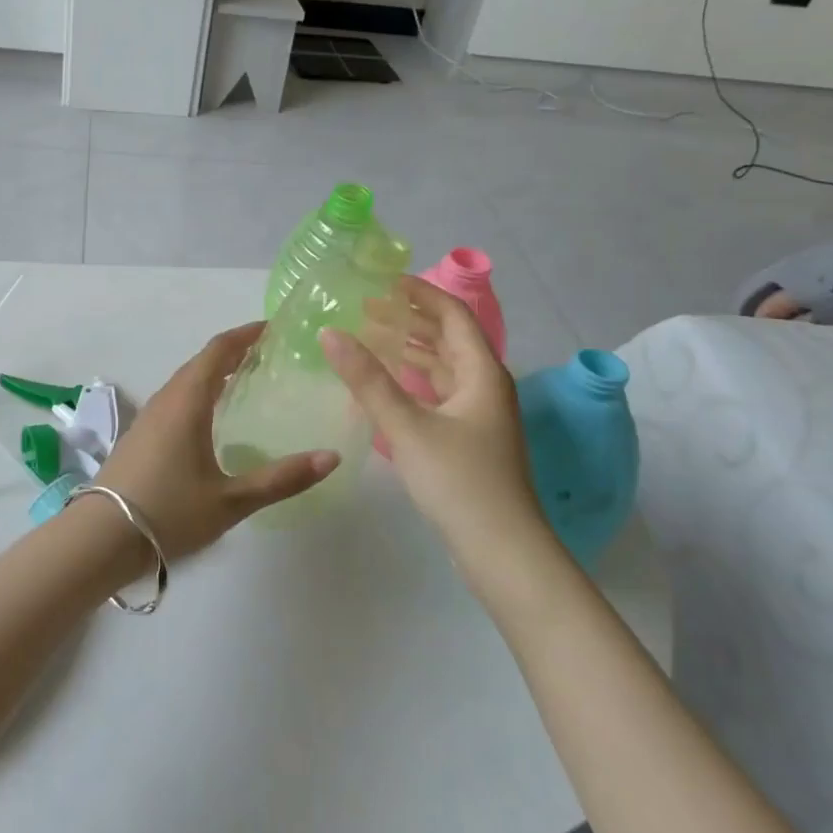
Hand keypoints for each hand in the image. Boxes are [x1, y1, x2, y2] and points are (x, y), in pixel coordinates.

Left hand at [93, 323, 338, 559]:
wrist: (99, 539)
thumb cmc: (169, 512)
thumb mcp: (231, 500)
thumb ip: (282, 479)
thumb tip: (331, 457)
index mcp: (187, 402)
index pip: (218, 351)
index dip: (245, 334)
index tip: (272, 327)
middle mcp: (166, 400)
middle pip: (201, 362)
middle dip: (233, 351)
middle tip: (268, 354)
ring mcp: (148, 417)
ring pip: (185, 381)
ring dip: (213, 372)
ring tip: (244, 380)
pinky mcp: (139, 436)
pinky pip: (175, 399)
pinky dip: (199, 392)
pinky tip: (210, 418)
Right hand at [322, 278, 547, 556]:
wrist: (502, 552)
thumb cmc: (459, 481)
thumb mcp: (407, 427)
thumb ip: (367, 379)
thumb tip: (330, 333)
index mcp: (481, 373)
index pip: (452, 314)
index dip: (421, 292)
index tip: (384, 280)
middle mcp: (485, 386)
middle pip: (448, 338)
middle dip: (410, 319)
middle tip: (367, 308)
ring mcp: (480, 415)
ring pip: (443, 367)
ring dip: (410, 349)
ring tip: (370, 337)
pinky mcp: (470, 439)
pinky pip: (439, 392)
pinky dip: (413, 380)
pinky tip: (387, 385)